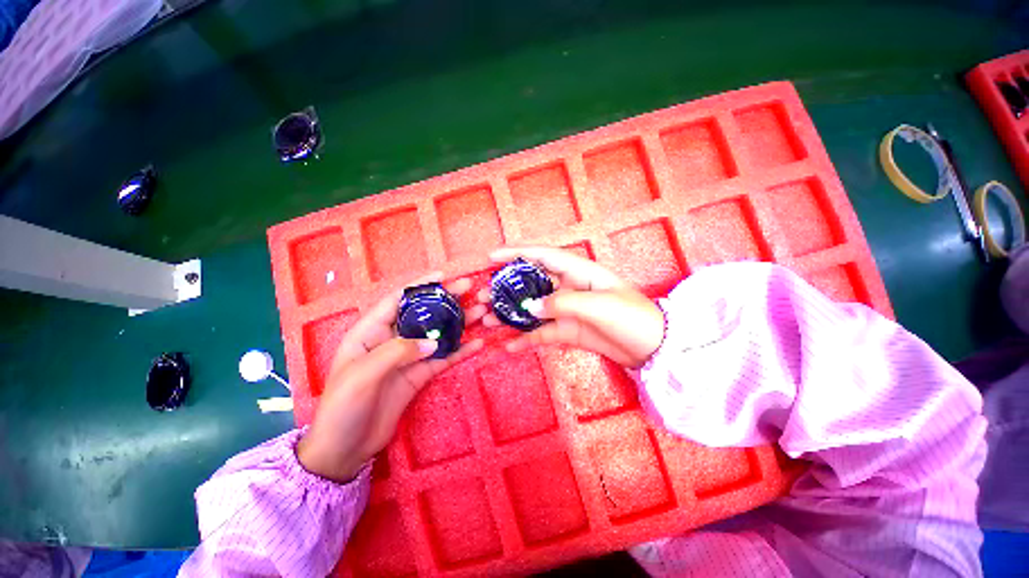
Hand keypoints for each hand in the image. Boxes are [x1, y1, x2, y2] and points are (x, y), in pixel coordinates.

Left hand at [297, 274, 485, 482]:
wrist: (345, 449)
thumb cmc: (342, 407)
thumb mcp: (362, 375)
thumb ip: (396, 353)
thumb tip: (432, 342)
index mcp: (371, 332)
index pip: (397, 300)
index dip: (420, 286)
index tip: (443, 276)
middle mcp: (392, 340)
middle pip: (423, 314)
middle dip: (446, 300)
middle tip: (470, 289)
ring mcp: (408, 358)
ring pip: (438, 334)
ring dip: (459, 323)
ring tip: (481, 312)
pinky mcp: (419, 375)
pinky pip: (443, 359)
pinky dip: (460, 351)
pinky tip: (477, 344)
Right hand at [479, 247, 664, 367]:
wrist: (653, 347)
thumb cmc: (631, 316)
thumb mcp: (598, 305)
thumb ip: (562, 303)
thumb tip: (530, 308)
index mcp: (578, 271)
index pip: (542, 255)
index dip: (515, 253)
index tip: (491, 257)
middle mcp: (568, 287)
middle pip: (530, 283)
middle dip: (506, 288)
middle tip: (482, 297)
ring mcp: (566, 310)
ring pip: (531, 309)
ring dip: (510, 315)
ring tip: (487, 321)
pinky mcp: (567, 330)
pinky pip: (541, 333)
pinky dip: (525, 339)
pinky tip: (508, 347)